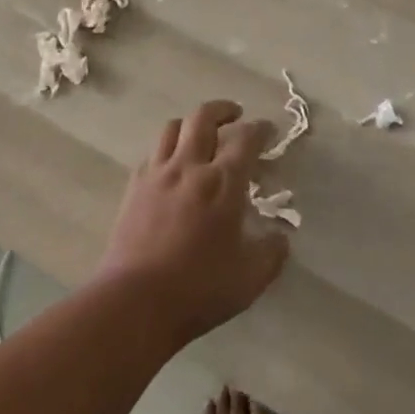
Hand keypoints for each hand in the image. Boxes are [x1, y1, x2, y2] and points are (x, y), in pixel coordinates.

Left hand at [94, 100, 288, 345]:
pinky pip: (152, 153)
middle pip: (204, 117)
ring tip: (201, 134)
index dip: (261, 130)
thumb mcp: (249, 279)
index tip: (269, 131)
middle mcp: (190, 166)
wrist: (134, 303)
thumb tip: (280, 238)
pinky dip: (167, 149)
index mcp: (224, 182)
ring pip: (173, 127)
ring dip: (192, 124)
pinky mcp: (134, 188)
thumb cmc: (198, 289)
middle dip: (223, 109)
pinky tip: (172, 166)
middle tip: (235, 115)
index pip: (246, 138)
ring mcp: (158, 174)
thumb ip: (271, 253)